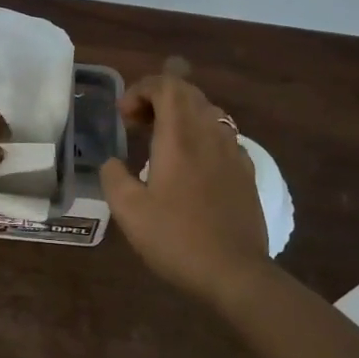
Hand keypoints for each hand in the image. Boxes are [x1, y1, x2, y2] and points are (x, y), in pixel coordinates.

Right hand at [100, 74, 271, 301]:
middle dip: (158, 98)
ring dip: (180, 115)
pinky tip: (191, 164)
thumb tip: (112, 162)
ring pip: (208, 112)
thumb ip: (113, 177)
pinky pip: (223, 136)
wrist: (235, 272)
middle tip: (136, 125)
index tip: (124, 117)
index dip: (141, 89)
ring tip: (160, 141)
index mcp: (180, 137)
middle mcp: (209, 134)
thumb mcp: (129, 211)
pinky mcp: (246, 172)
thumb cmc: (176, 238)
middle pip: (188, 93)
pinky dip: (201, 135)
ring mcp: (233, 152)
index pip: (167, 85)